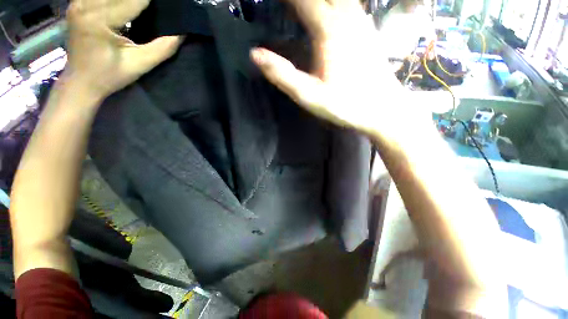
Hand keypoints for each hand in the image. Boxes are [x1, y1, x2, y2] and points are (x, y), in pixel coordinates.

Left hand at [64, 0, 182, 100]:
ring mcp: (77, 3)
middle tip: (155, 3)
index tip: (169, 2)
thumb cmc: (109, 76)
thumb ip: (162, 48)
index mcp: (97, 20)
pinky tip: (126, 3)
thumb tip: (182, 34)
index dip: (151, 0)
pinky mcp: (77, 5)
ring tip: (144, 3)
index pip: (132, 1)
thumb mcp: (139, 65)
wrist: (81, 82)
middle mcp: (84, 5)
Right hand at [251, 0, 426, 143]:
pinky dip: (331, 4)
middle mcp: (347, 15)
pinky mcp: (366, 28)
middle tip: (285, 8)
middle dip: (298, 0)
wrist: (382, 108)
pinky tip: (324, 12)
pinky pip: (347, 3)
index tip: (268, 2)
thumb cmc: (345, 104)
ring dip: (316, 2)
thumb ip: (283, 76)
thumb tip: (255, 54)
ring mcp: (360, 19)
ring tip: (297, 11)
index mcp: (329, 28)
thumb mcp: (310, 96)